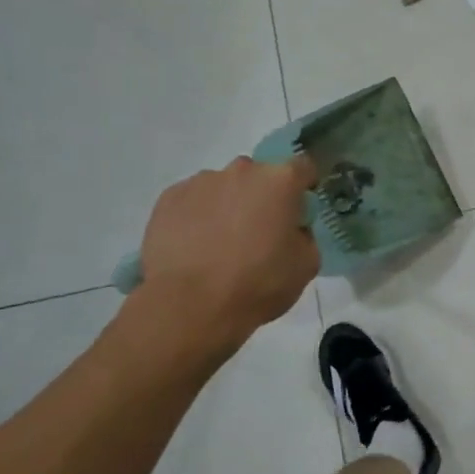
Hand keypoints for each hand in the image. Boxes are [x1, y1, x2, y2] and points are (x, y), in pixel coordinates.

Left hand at [134, 154, 319, 359]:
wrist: (191, 306)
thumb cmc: (259, 283)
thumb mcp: (306, 264)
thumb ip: (304, 235)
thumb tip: (291, 229)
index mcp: (280, 181)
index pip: (303, 167)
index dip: (304, 187)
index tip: (299, 210)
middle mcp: (241, 170)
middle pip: (260, 175)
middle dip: (263, 197)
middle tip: (259, 232)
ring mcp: (201, 182)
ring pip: (224, 187)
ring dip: (229, 205)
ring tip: (220, 244)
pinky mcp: (168, 199)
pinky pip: (193, 200)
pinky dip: (198, 216)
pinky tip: (196, 247)